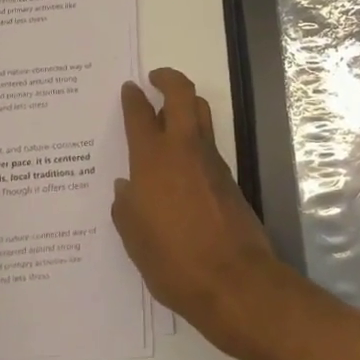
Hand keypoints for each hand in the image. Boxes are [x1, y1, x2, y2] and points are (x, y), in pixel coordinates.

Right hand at [113, 67, 291, 356]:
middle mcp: (184, 150)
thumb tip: (126, 187)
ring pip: (201, 114)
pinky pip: (208, 144)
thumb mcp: (135, 238)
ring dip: (185, 104)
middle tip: (155, 79)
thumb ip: (127, 207)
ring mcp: (211, 162)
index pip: (140, 114)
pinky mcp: (228, 178)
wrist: (234, 281)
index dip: (133, 97)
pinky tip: (179, 162)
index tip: (129, 88)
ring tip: (167, 112)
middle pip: (182, 94)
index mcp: (153, 160)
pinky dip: (193, 138)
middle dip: (168, 79)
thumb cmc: (173, 261)